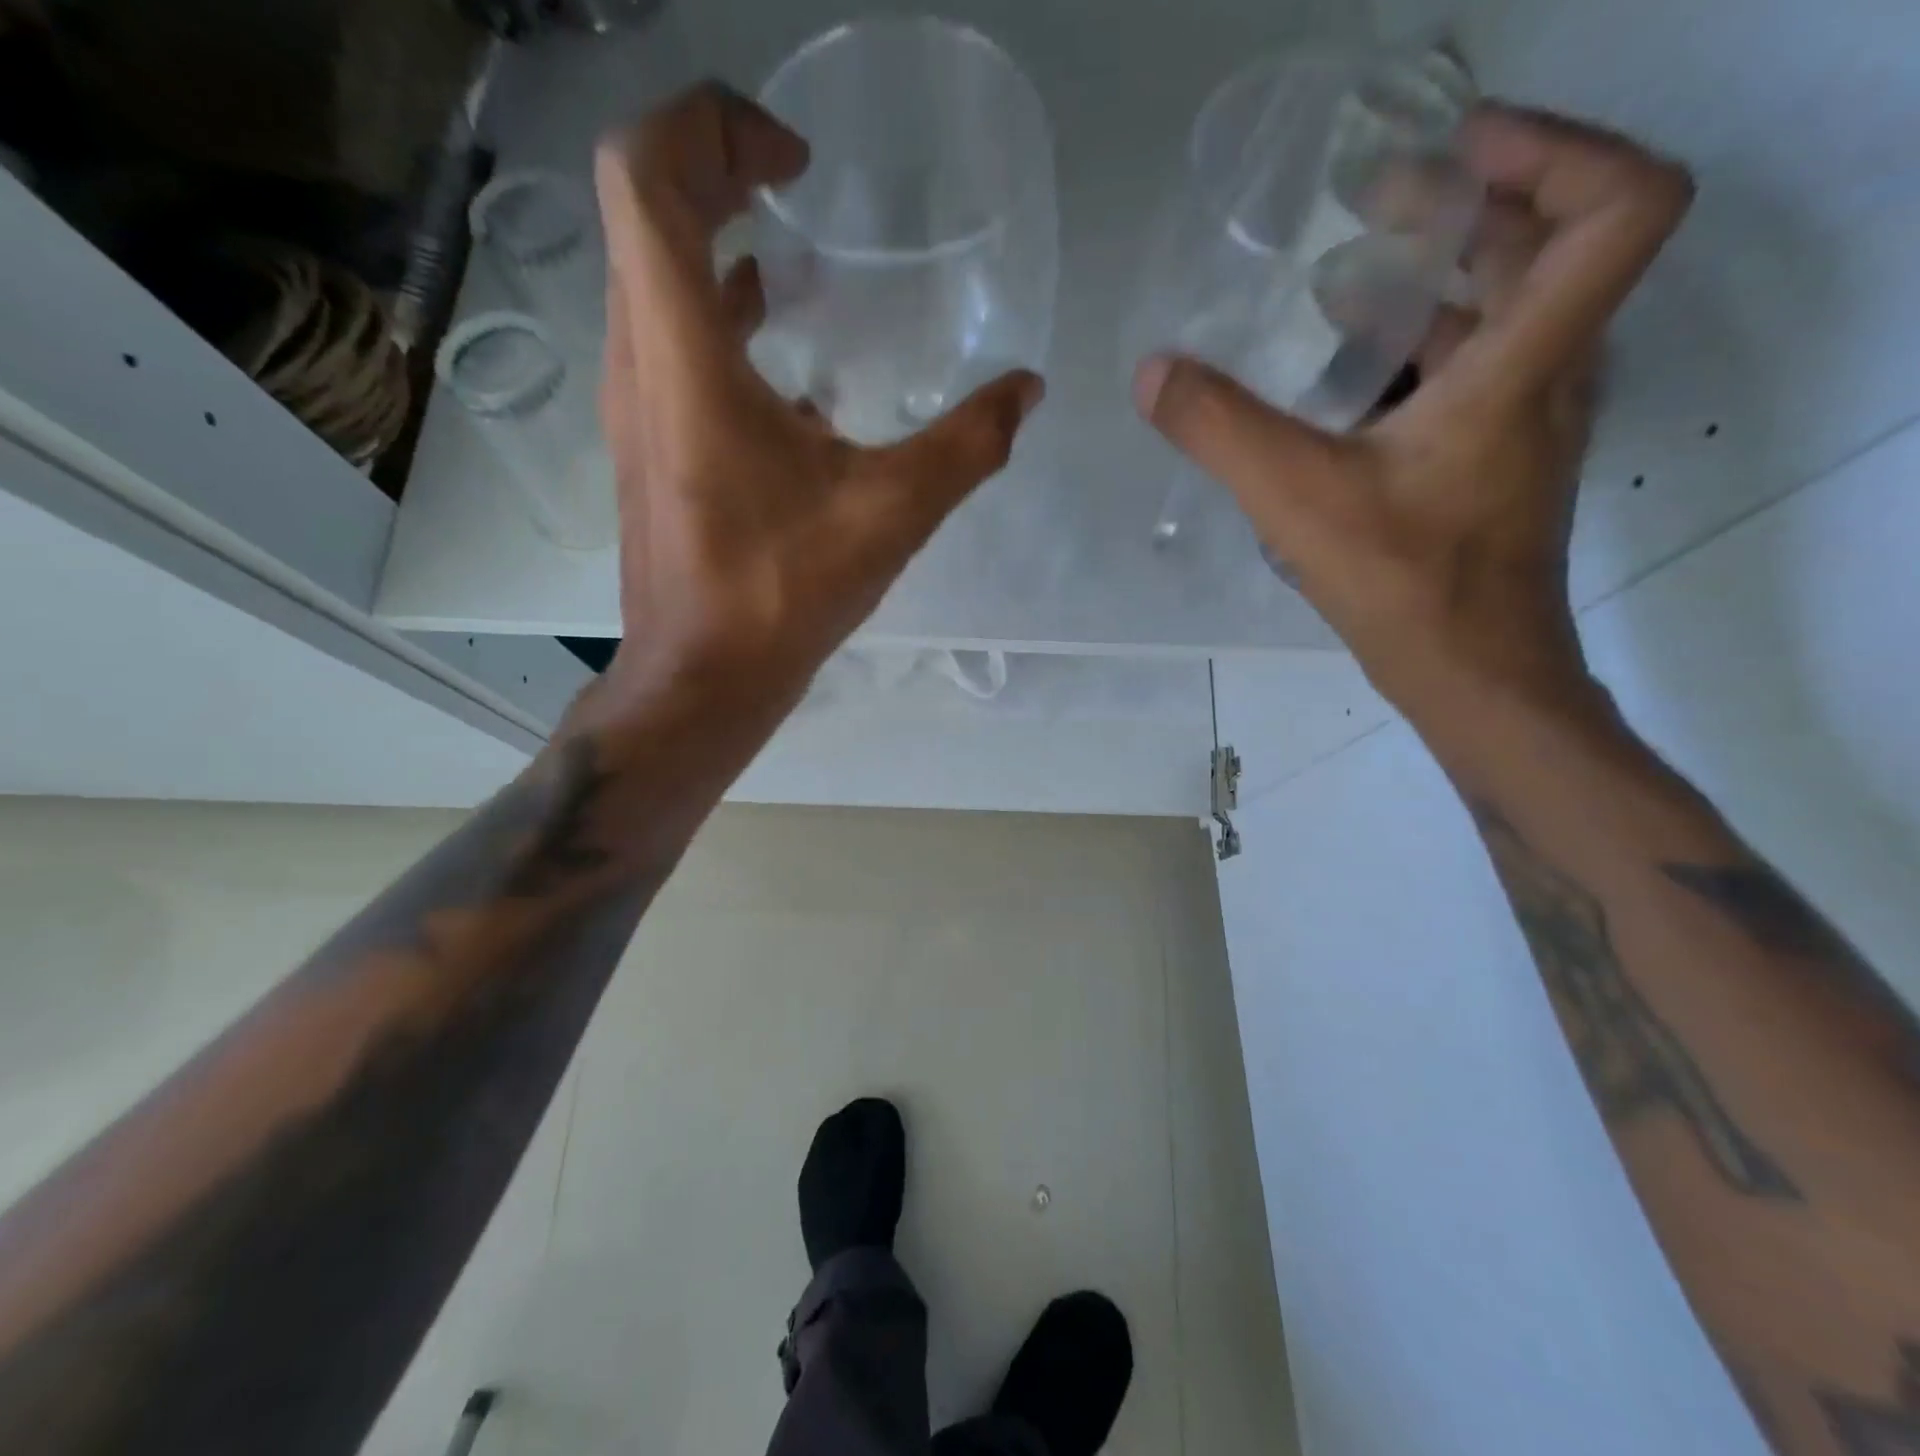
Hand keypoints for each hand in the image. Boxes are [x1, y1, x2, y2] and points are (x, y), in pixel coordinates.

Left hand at [590, 83, 1044, 719]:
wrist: (704, 679)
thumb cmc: (782, 594)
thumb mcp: (891, 513)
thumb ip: (968, 444)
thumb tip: (1026, 391)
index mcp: (683, 356)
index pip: (645, 173)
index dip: (712, 127)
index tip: (796, 166)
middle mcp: (640, 363)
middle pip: (643, 212)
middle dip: (717, 170)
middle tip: (799, 188)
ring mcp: (636, 407)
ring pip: (652, 281)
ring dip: (716, 247)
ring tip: (799, 262)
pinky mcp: (649, 446)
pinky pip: (670, 347)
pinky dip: (720, 322)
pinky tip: (787, 366)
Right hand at [1134, 105, 1692, 720]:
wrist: (1473, 677)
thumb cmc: (1404, 585)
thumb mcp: (1296, 498)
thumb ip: (1220, 429)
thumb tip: (1152, 372)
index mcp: (1525, 364)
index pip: (1617, 206)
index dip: (1556, 147)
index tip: (1456, 147)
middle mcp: (1547, 378)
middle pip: (1542, 249)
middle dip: (1460, 209)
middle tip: (1370, 202)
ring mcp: (1525, 425)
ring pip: (1503, 318)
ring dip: (1433, 284)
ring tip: (1342, 283)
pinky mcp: (1497, 465)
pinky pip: (1473, 377)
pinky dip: (1418, 354)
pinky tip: (1343, 381)